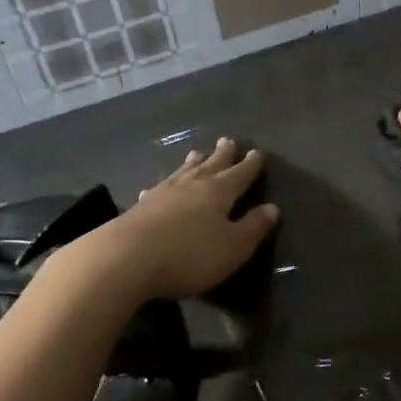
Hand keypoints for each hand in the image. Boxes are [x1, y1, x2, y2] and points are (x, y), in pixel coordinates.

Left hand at [64, 138, 279, 303]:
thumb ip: (254, 227)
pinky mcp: (140, 208)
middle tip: (228, 140)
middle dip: (222, 155)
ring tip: (196, 153)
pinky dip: (164, 185)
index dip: (250, 165)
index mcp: (218, 192)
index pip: (240, 174)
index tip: (258, 152)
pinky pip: (158, 189)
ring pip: (182, 172)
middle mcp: (191, 185)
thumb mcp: (233, 247)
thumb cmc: (190, 255)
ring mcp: (162, 194)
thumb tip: (272, 208)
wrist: (127, 259)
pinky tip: (158, 187)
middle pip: (210, 165)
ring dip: (193, 163)